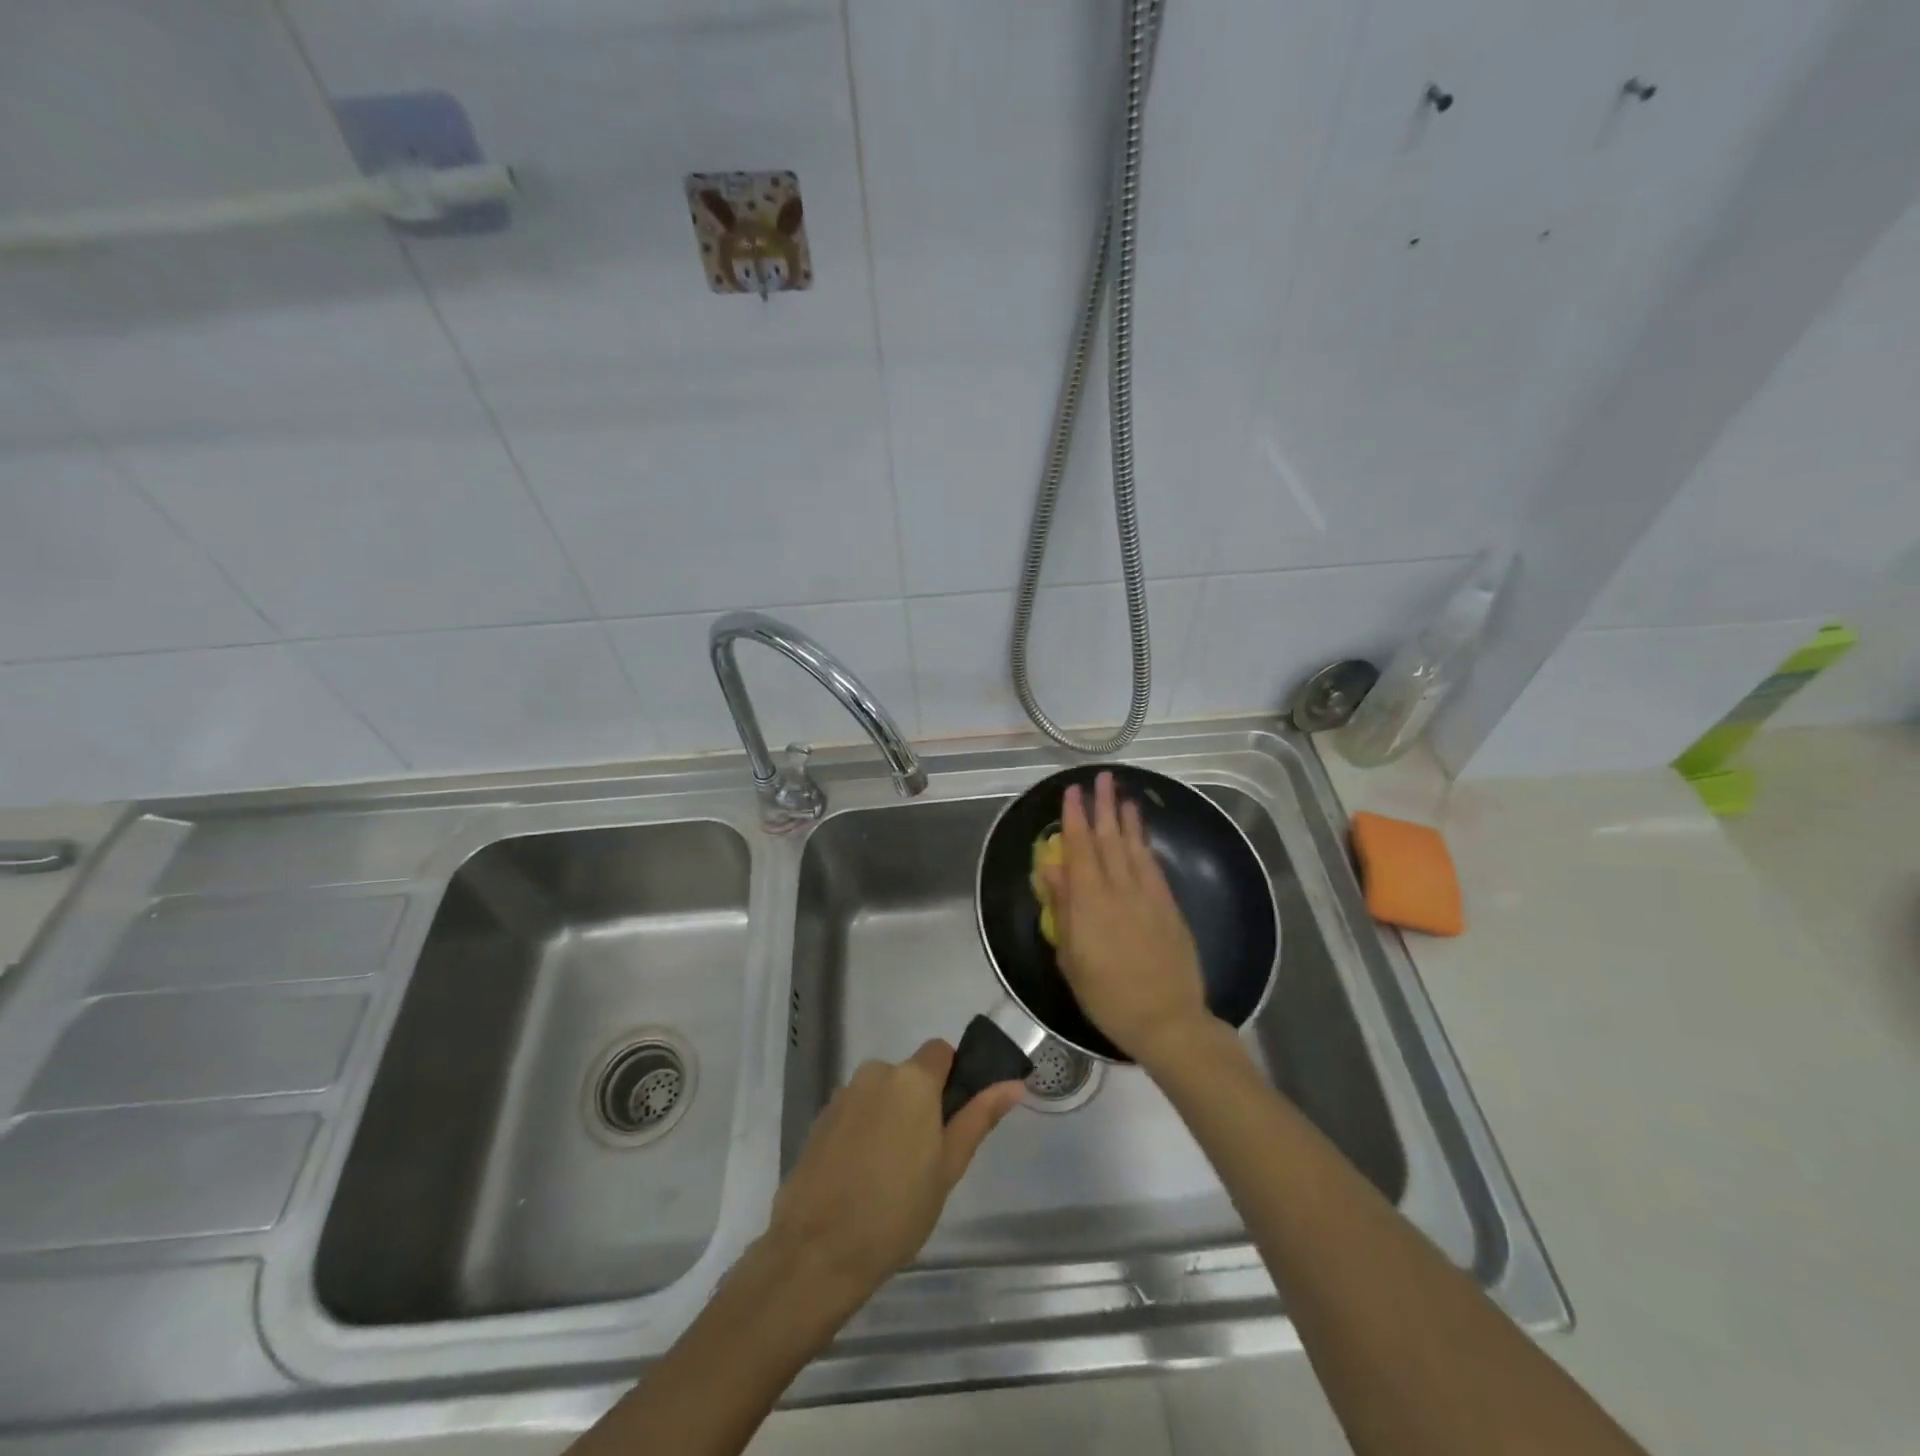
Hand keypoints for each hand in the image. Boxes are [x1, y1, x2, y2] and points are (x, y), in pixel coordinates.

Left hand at [764, 1040, 1022, 1307]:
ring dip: (890, 1119)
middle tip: (925, 1159)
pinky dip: (863, 1134)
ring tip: (890, 1175)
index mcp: (912, 1078)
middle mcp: (876, 1073)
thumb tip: (1014, 1083)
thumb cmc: (897, 1209)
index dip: (952, 1078)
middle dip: (919, 1105)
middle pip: (909, 1076)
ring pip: (881, 1096)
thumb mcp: (949, 1166)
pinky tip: (861, 1178)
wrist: (818, 1250)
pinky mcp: (820, 1120)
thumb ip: (979, 1117)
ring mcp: (843, 1095)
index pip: (941, 1052)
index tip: (953, 1119)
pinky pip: (855, 1113)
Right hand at [1043, 771, 1214, 1067]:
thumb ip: (1063, 909)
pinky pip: (1153, 865)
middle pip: (1108, 839)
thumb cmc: (1107, 995)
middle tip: (1102, 777)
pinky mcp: (1168, 906)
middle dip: (1103, 806)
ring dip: (1126, 818)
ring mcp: (1147, 895)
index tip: (1073, 791)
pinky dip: (1145, 844)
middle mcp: (1118, 889)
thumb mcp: (1071, 958)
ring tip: (1122, 794)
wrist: (1166, 1019)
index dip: (1075, 817)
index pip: (1079, 848)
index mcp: (1089, 902)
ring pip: (1133, 846)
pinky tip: (1141, 833)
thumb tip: (1051, 869)